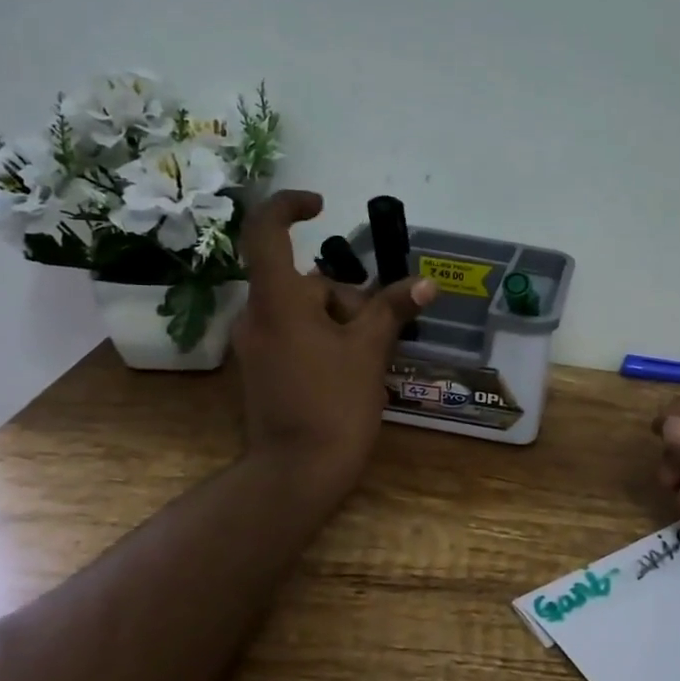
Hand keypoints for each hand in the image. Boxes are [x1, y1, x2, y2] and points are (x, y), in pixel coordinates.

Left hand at [232, 190, 434, 504]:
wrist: (296, 473)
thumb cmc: (334, 404)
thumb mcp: (369, 351)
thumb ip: (392, 309)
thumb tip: (424, 284)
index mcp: (278, 301)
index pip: (266, 231)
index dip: (289, 207)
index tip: (322, 206)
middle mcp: (257, 316)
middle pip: (304, 283)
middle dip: (347, 297)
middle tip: (381, 330)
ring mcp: (255, 346)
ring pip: (303, 312)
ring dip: (339, 322)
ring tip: (371, 358)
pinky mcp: (261, 370)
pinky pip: (295, 336)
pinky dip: (324, 340)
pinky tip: (351, 371)